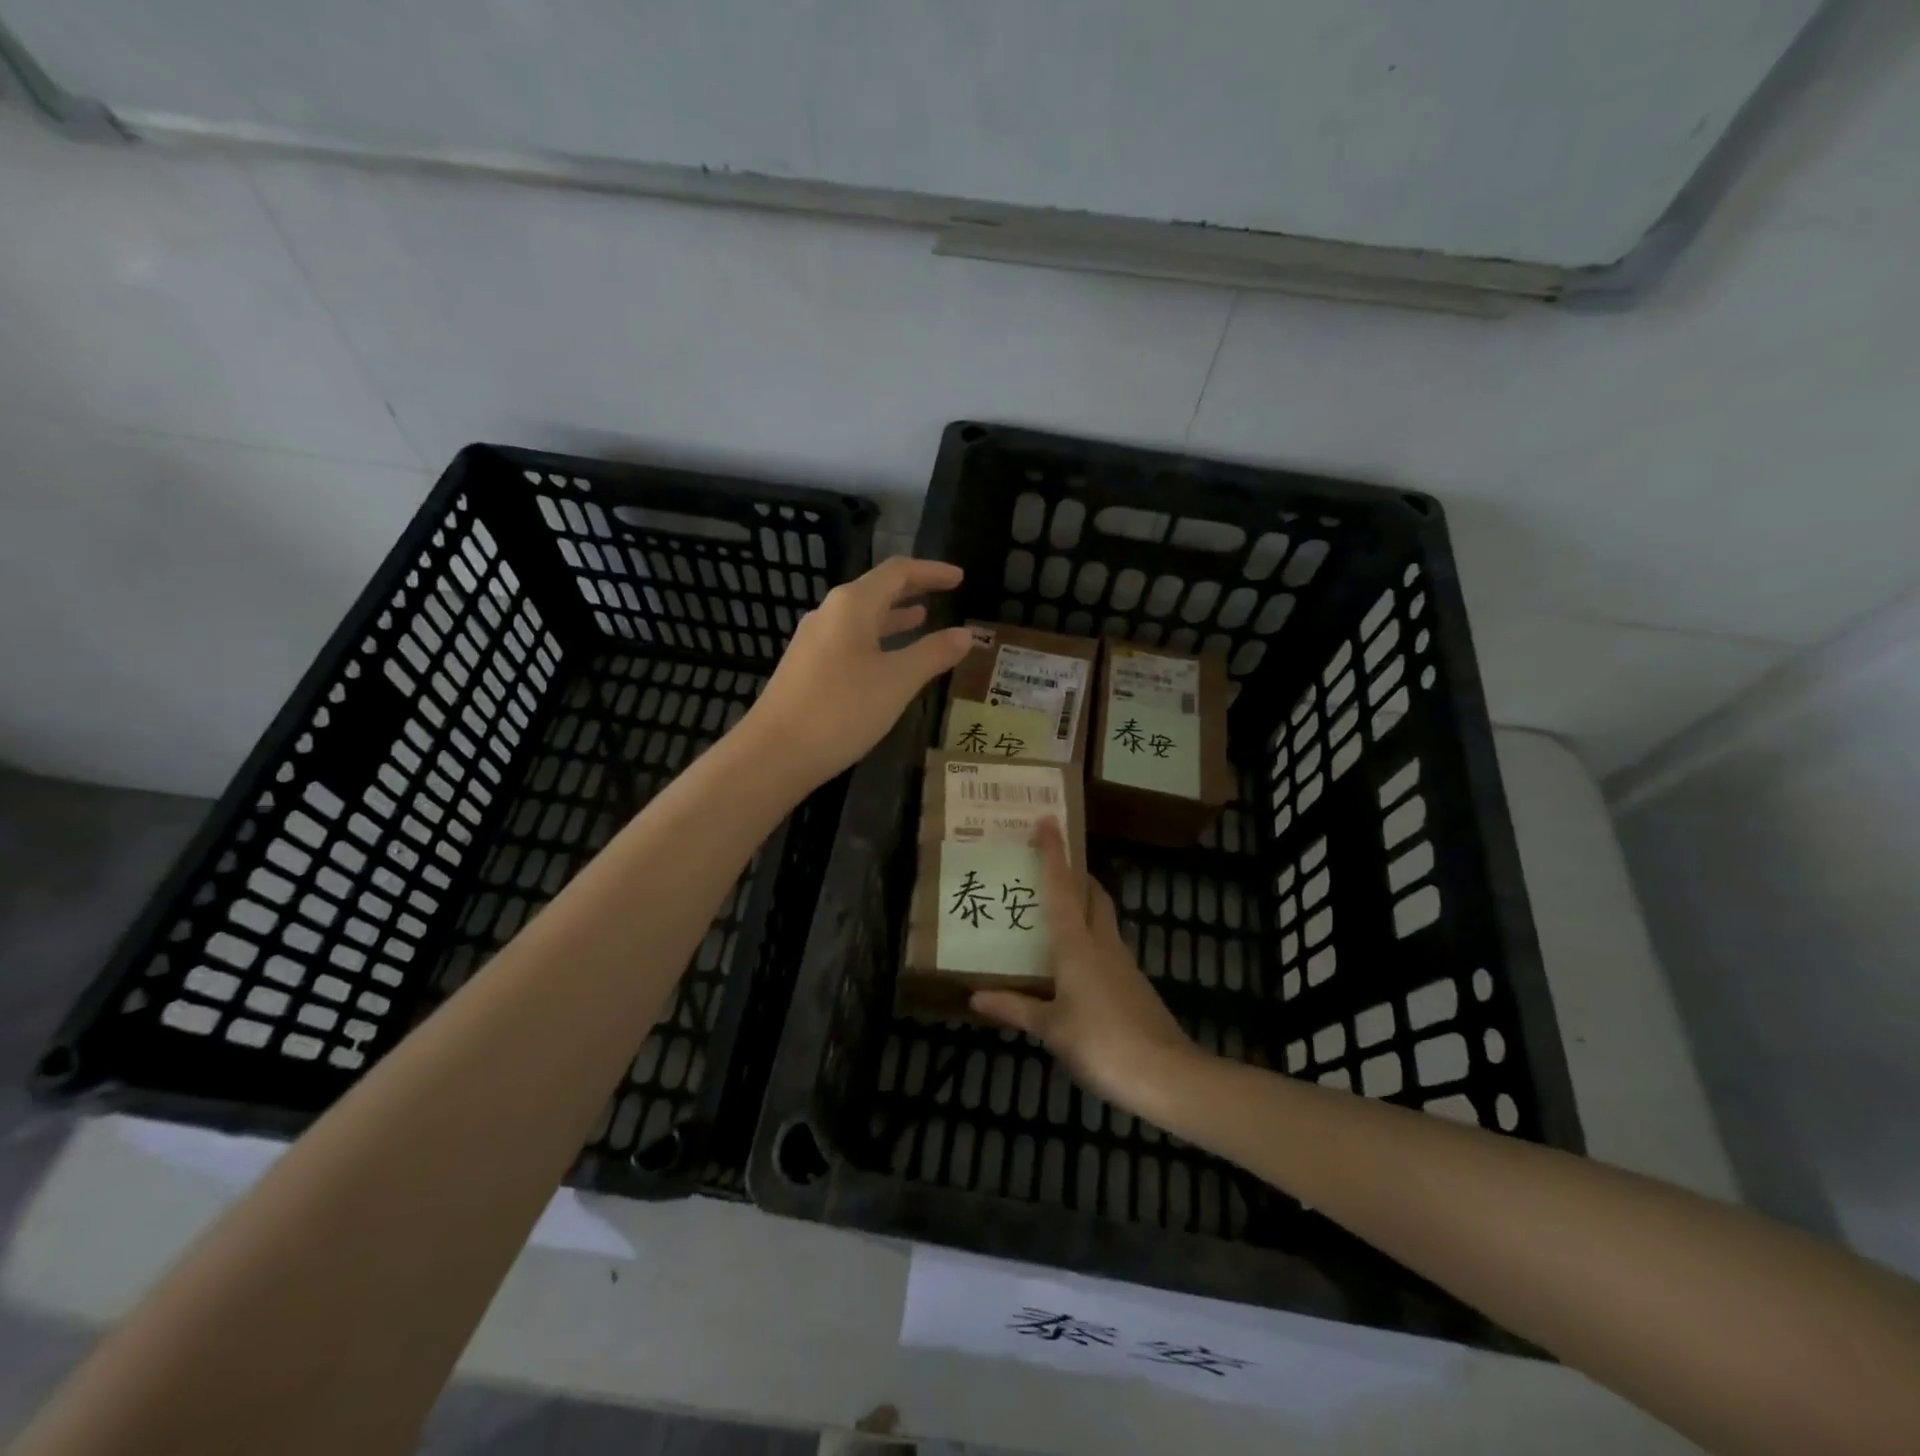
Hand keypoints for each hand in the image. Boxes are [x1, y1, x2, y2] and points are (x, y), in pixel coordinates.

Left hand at [745, 556, 972, 786]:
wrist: (774, 754)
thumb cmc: (841, 710)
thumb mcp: (897, 681)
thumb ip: (933, 654)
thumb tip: (966, 634)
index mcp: (852, 605)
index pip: (897, 572)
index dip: (931, 572)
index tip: (960, 577)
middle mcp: (829, 614)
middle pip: (876, 590)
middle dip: (912, 590)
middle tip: (944, 592)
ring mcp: (813, 642)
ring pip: (861, 618)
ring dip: (893, 616)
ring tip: (922, 619)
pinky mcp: (806, 668)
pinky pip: (849, 641)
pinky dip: (876, 641)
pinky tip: (887, 661)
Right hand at [971, 820, 1205, 1119]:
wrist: (1166, 1075)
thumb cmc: (1101, 1043)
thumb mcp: (1051, 1028)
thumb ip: (1015, 1008)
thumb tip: (975, 995)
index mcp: (1077, 944)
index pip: (1062, 887)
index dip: (1054, 853)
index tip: (1048, 820)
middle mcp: (1102, 943)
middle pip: (1092, 894)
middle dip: (1075, 873)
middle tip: (1050, 865)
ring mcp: (1123, 963)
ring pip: (1102, 918)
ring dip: (1083, 903)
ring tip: (1054, 909)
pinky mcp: (1134, 984)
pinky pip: (1106, 945)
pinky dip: (1089, 937)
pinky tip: (1073, 962)